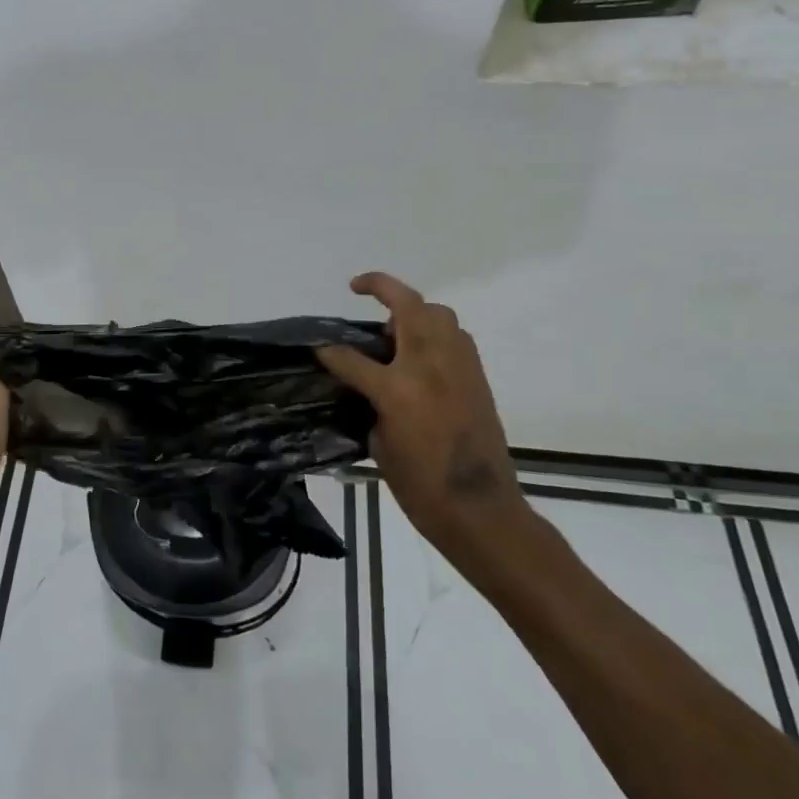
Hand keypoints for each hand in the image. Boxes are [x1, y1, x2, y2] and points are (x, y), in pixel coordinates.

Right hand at [317, 273, 531, 563]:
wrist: (481, 511)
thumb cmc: (421, 488)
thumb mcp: (380, 445)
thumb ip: (371, 404)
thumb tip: (367, 386)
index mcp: (397, 389)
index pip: (352, 358)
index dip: (330, 352)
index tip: (318, 348)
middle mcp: (429, 366)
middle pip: (408, 306)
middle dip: (382, 288)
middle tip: (361, 289)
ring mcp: (458, 368)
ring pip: (439, 314)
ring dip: (414, 310)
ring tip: (396, 329)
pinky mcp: (478, 378)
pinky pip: (456, 338)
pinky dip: (437, 334)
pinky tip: (422, 355)